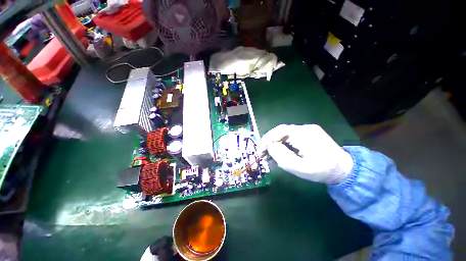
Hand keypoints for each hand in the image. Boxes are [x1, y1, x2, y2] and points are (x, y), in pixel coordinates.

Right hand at [260, 124, 353, 183]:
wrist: (344, 169)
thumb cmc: (322, 170)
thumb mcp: (301, 168)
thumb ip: (282, 157)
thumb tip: (270, 146)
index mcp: (304, 134)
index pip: (279, 131)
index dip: (267, 139)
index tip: (260, 150)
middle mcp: (304, 128)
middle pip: (281, 131)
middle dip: (269, 141)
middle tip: (262, 152)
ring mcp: (307, 130)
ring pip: (284, 133)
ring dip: (275, 142)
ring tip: (269, 153)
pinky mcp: (308, 133)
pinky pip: (290, 136)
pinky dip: (282, 143)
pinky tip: (279, 151)